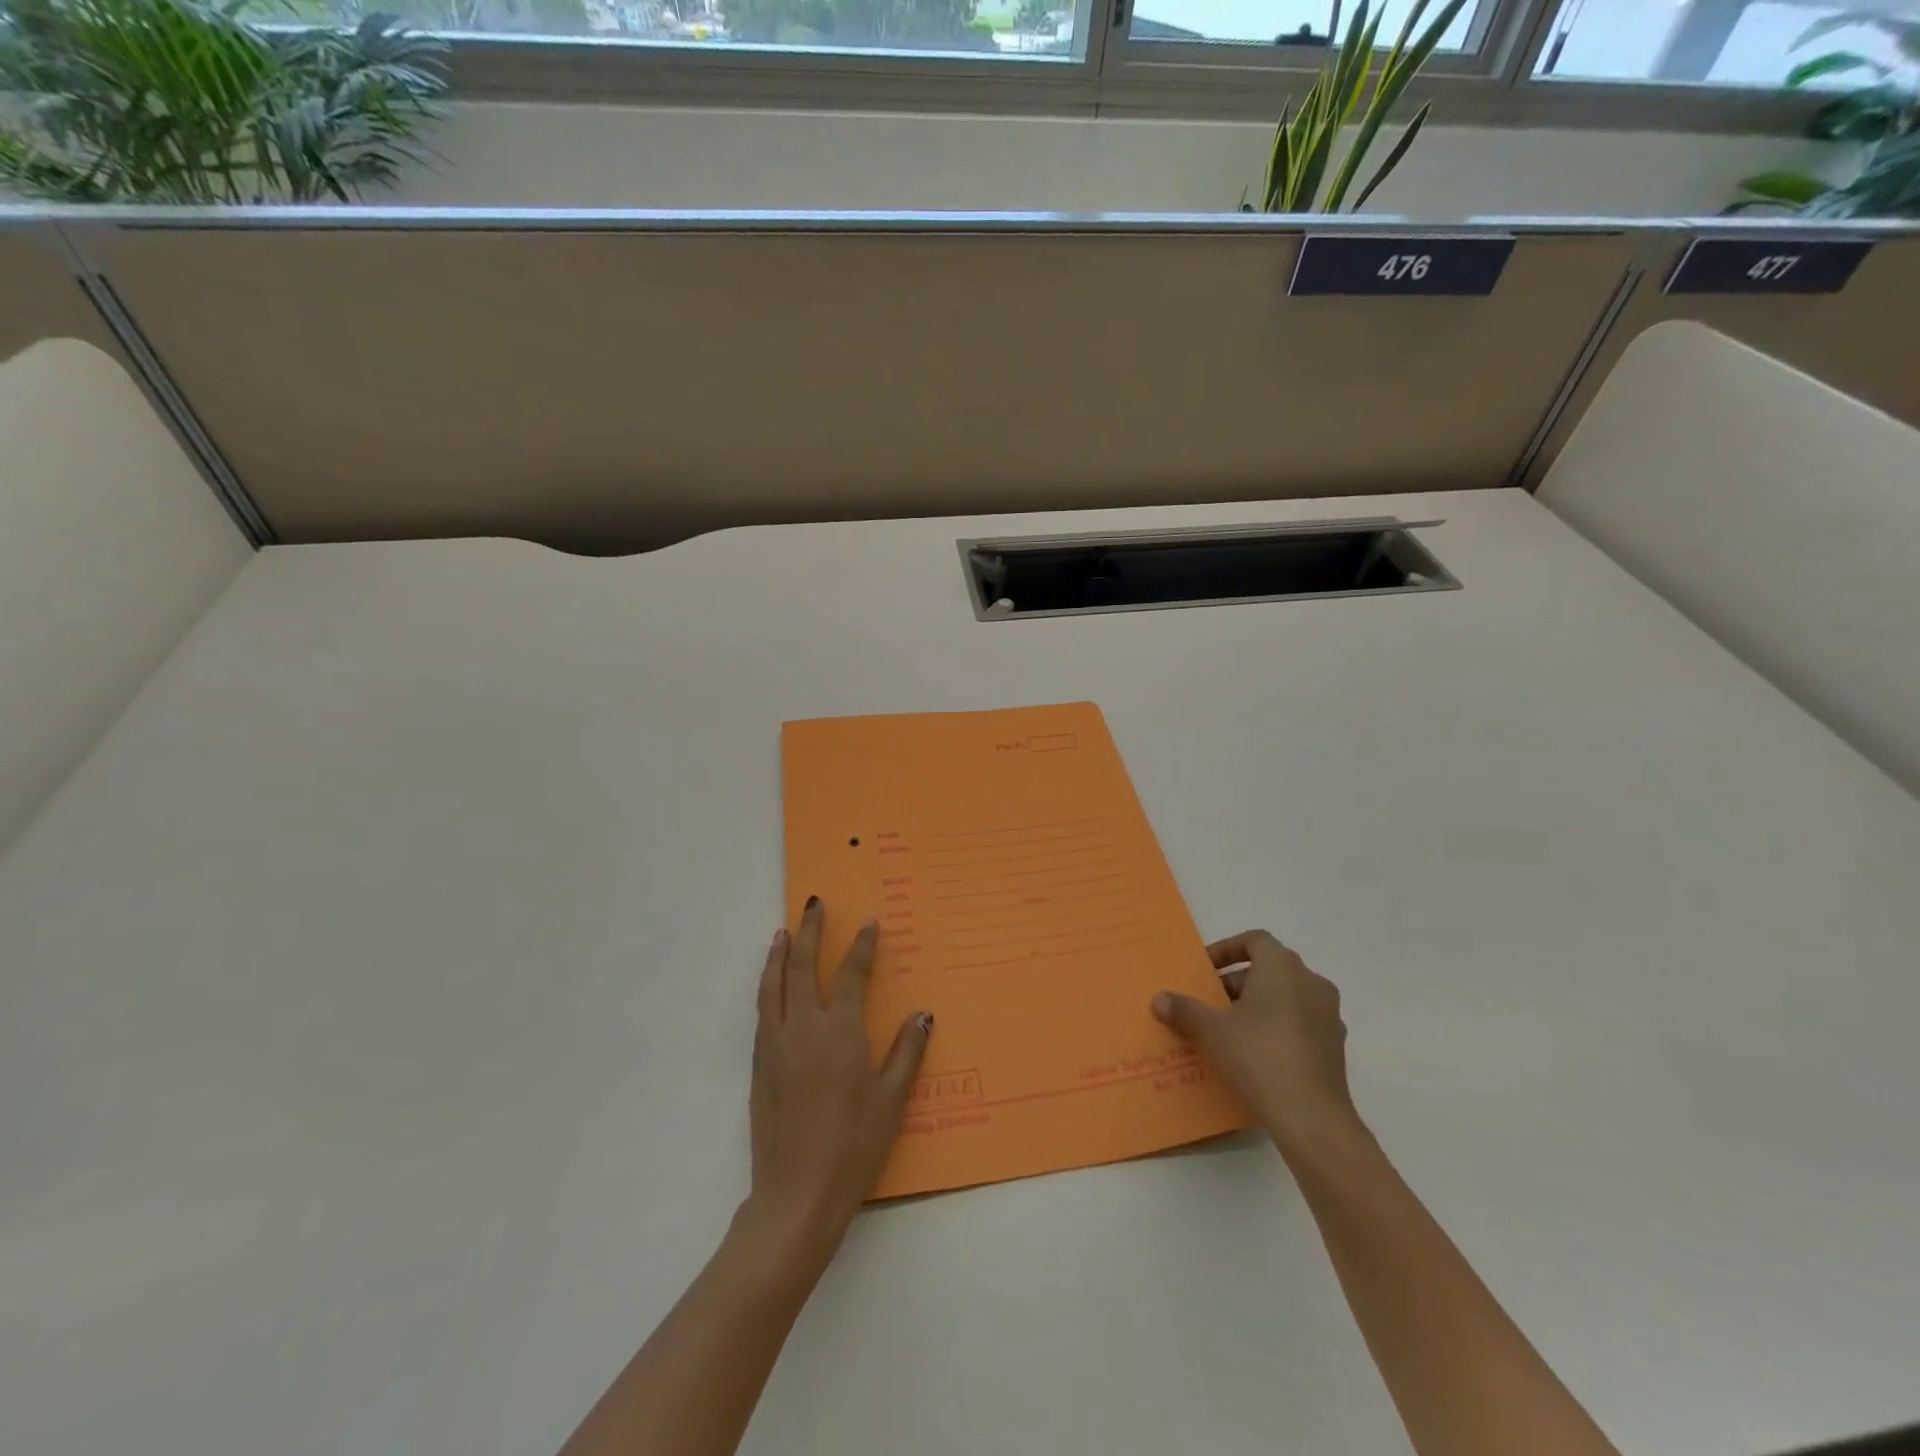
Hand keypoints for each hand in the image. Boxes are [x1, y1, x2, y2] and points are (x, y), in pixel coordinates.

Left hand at [741, 896, 932, 1270]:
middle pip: (804, 965)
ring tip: (784, 931)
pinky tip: (772, 983)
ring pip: (774, 984)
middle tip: (814, 904)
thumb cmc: (853, 1148)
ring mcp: (776, 1044)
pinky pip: (763, 1010)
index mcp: (841, 1032)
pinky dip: (767, 984)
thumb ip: (906, 1052)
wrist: (795, 1195)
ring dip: (780, 953)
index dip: (862, 945)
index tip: (869, 922)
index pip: (852, 974)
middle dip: (810, 931)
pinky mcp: (760, 1065)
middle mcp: (804, 1027)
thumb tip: (922, 1014)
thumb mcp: (891, 1101)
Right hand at [1152, 930, 1360, 1156]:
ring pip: (1287, 996)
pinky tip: (1256, 1054)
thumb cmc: (1259, 1057)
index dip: (1227, 949)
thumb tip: (1159, 998)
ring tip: (1230, 1029)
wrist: (1312, 1117)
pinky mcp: (1335, 1046)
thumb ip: (1184, 1010)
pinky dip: (1278, 1027)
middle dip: (1237, 981)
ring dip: (1258, 1004)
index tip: (1206, 970)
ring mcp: (1328, 1015)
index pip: (1255, 940)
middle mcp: (1311, 983)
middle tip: (1211, 1003)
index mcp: (1282, 968)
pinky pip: (1300, 1023)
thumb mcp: (1212, 1031)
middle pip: (1270, 968)